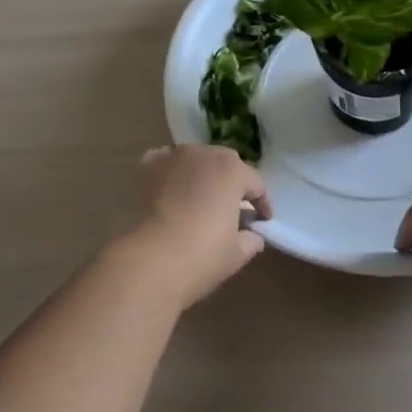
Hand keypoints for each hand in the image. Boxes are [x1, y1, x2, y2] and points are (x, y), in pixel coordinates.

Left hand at [117, 145, 271, 308]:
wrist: (154, 258)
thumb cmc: (204, 254)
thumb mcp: (238, 252)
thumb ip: (251, 239)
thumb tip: (253, 236)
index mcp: (232, 170)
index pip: (255, 183)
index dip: (262, 203)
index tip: (263, 220)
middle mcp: (205, 154)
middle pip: (225, 165)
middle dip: (232, 184)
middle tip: (233, 207)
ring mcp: (174, 156)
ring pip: (195, 160)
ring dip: (201, 175)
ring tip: (200, 198)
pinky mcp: (148, 166)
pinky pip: (166, 162)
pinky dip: (171, 171)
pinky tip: (170, 187)